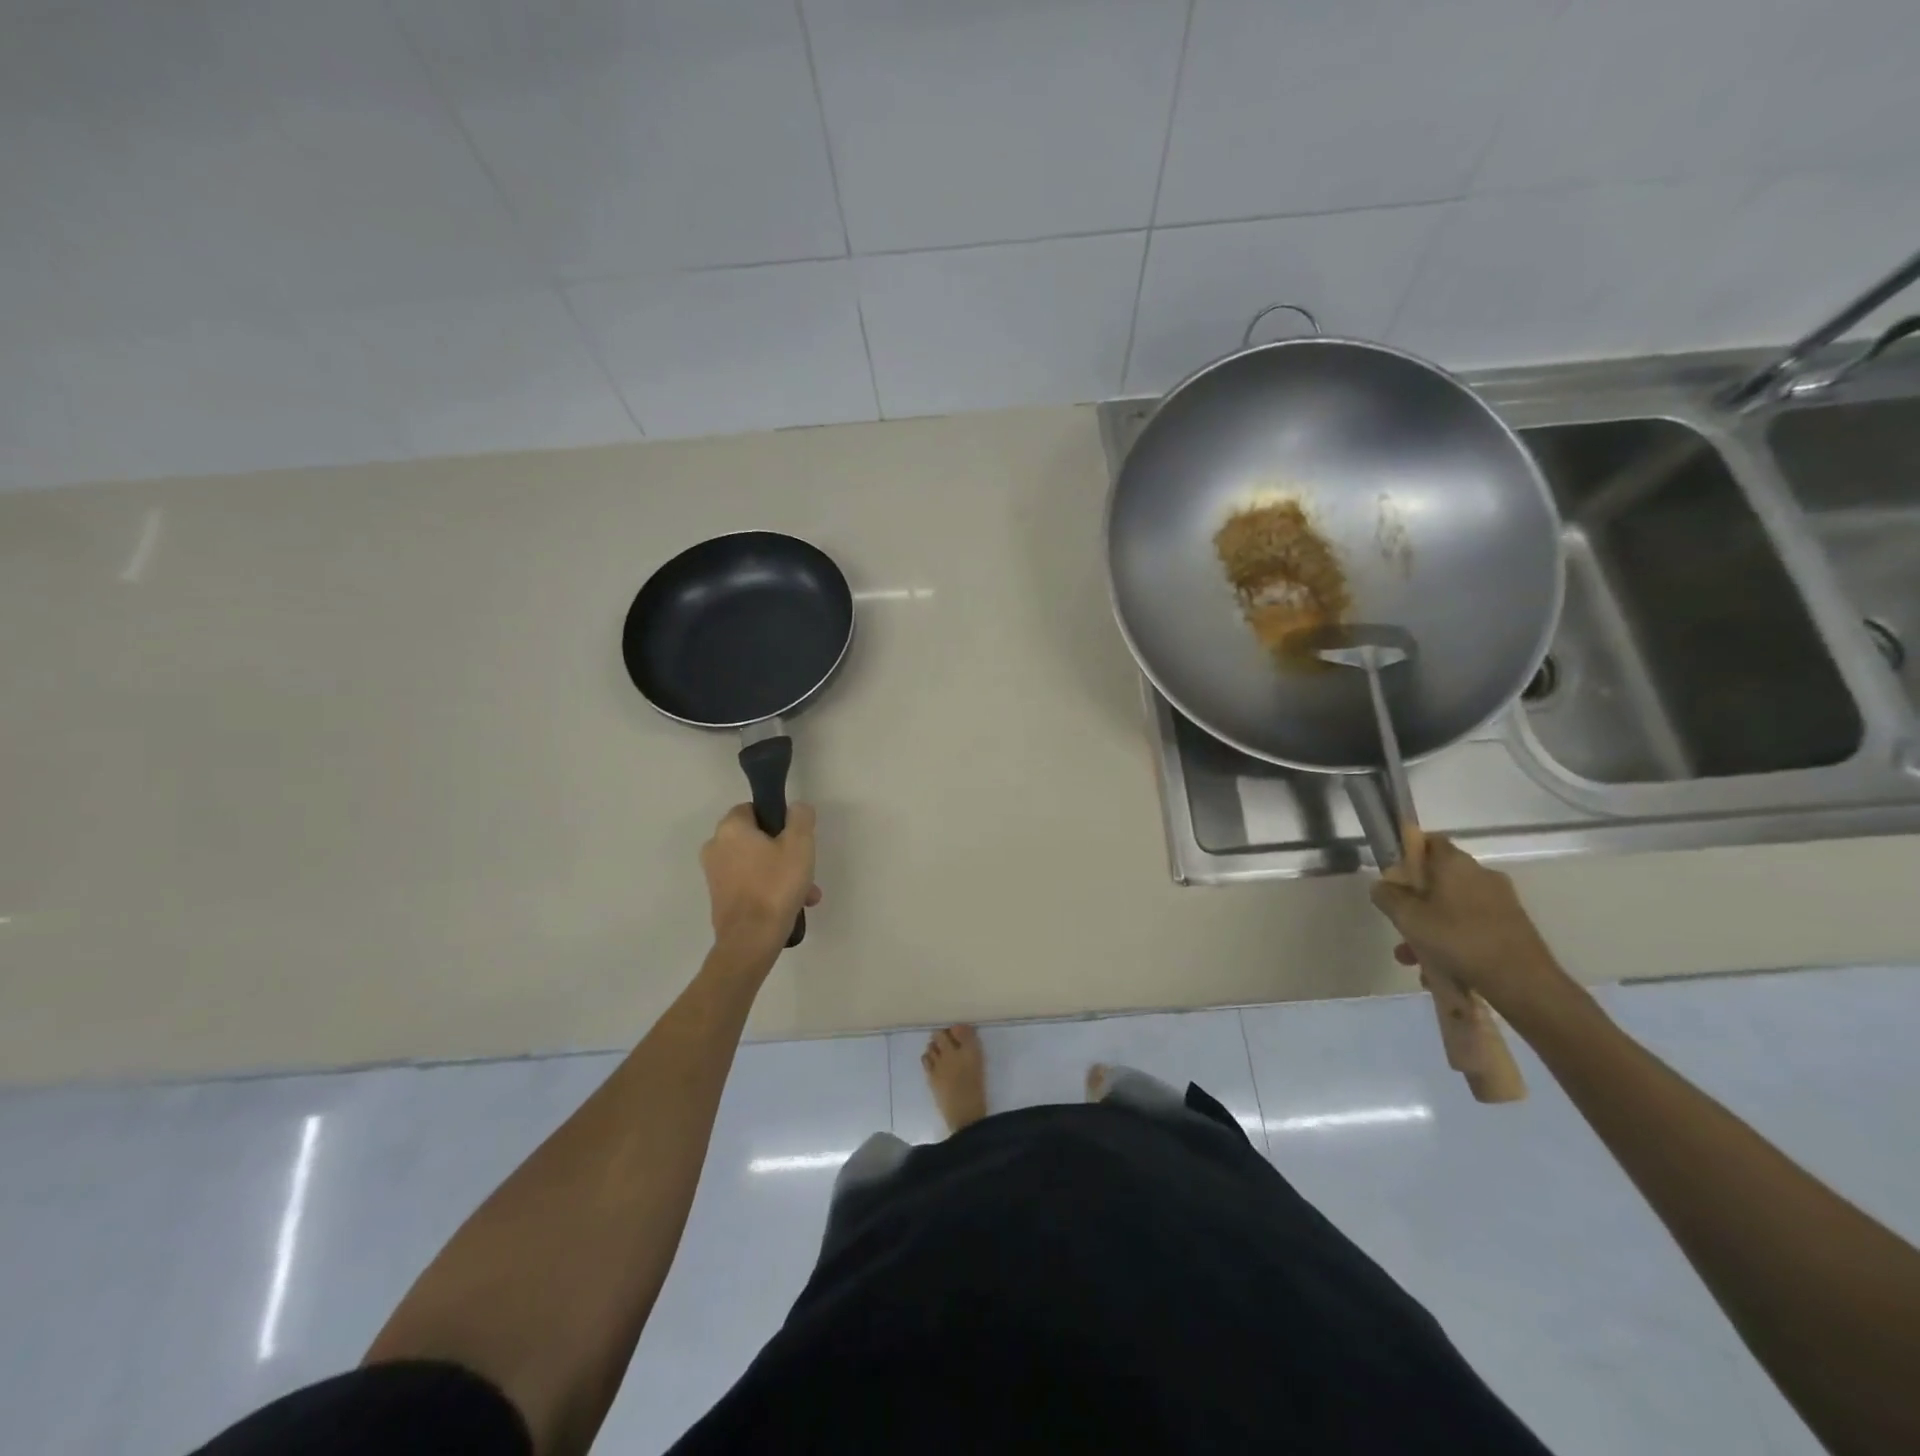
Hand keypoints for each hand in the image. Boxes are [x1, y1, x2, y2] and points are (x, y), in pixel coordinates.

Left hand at [700, 802, 820, 954]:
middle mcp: (715, 847)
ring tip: (805, 893)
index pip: (753, 809)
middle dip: (783, 852)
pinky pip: (749, 884)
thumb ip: (800, 817)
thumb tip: (796, 808)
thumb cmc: (775, 886)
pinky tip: (791, 905)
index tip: (796, 837)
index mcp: (730, 828)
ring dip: (780, 873)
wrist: (751, 940)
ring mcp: (715, 875)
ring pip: (756, 863)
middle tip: (805, 867)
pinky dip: (768, 889)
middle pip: (756, 839)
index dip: (777, 819)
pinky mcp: (719, 898)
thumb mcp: (800, 844)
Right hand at [1369, 835, 1571, 1021]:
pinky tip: (1440, 970)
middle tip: (1398, 924)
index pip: (1429, 841)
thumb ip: (1387, 896)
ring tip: (1412, 959)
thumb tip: (1382, 885)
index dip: (1407, 853)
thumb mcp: (1408, 917)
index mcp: (1456, 863)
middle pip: (1437, 879)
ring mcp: (1500, 901)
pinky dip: (1453, 942)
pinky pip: (1470, 926)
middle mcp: (1481, 875)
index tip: (1392, 876)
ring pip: (1452, 907)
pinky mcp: (1511, 927)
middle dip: (1414, 902)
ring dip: (1429, 928)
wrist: (1524, 983)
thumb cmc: (1459, 940)